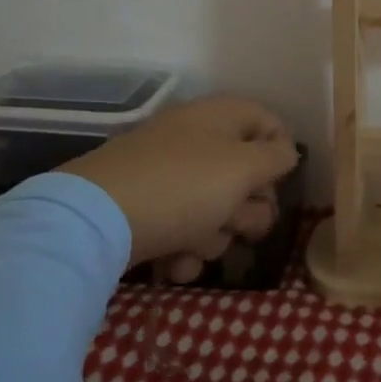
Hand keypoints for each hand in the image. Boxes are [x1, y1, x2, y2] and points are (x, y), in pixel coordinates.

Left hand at [58, 95, 298, 281]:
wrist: (94, 223)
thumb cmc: (181, 186)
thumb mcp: (241, 168)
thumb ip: (275, 159)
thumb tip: (286, 152)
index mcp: (216, 118)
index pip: (266, 120)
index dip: (282, 150)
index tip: (282, 182)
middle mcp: (193, 142)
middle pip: (245, 174)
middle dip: (249, 207)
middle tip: (242, 223)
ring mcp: (167, 178)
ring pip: (216, 209)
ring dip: (215, 235)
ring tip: (195, 244)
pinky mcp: (146, 212)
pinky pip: (184, 230)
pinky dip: (184, 249)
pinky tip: (174, 263)